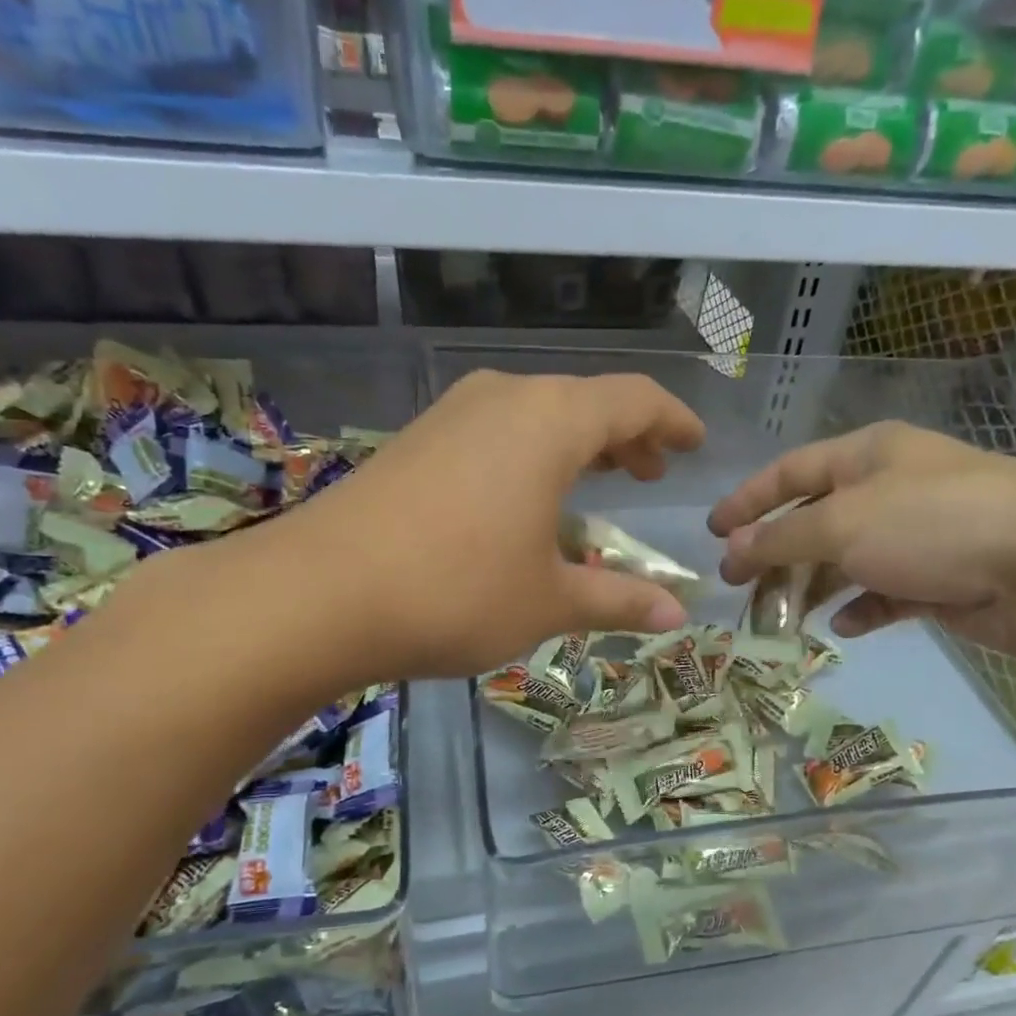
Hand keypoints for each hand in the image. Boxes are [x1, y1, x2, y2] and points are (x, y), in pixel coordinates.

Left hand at [228, 371, 704, 683]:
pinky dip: (530, 456)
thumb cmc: (457, 591)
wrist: (319, 594)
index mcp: (551, 422)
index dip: (673, 420)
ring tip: (597, 482)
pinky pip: (495, 433)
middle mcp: (504, 399)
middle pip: (584, 402)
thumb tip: (675, 616)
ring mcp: (452, 415)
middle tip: (650, 471)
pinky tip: (525, 499)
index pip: (634, 400)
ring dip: (576, 445)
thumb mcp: (549, 602)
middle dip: (626, 436)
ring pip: (536, 414)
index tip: (696, 443)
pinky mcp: (416, 441)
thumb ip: (617, 600)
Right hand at [708, 421, 1015, 660]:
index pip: (791, 470)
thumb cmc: (931, 525)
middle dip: (775, 551)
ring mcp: (919, 533)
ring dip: (813, 585)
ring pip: (848, 559)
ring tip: (781, 616)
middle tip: (739, 584)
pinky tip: (844, 626)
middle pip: (816, 518)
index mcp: (869, 454)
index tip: (712, 531)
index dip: (748, 499)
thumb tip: (732, 549)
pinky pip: (886, 592)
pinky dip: (862, 607)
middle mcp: (892, 487)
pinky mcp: (941, 577)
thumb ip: (780, 538)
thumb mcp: (842, 524)